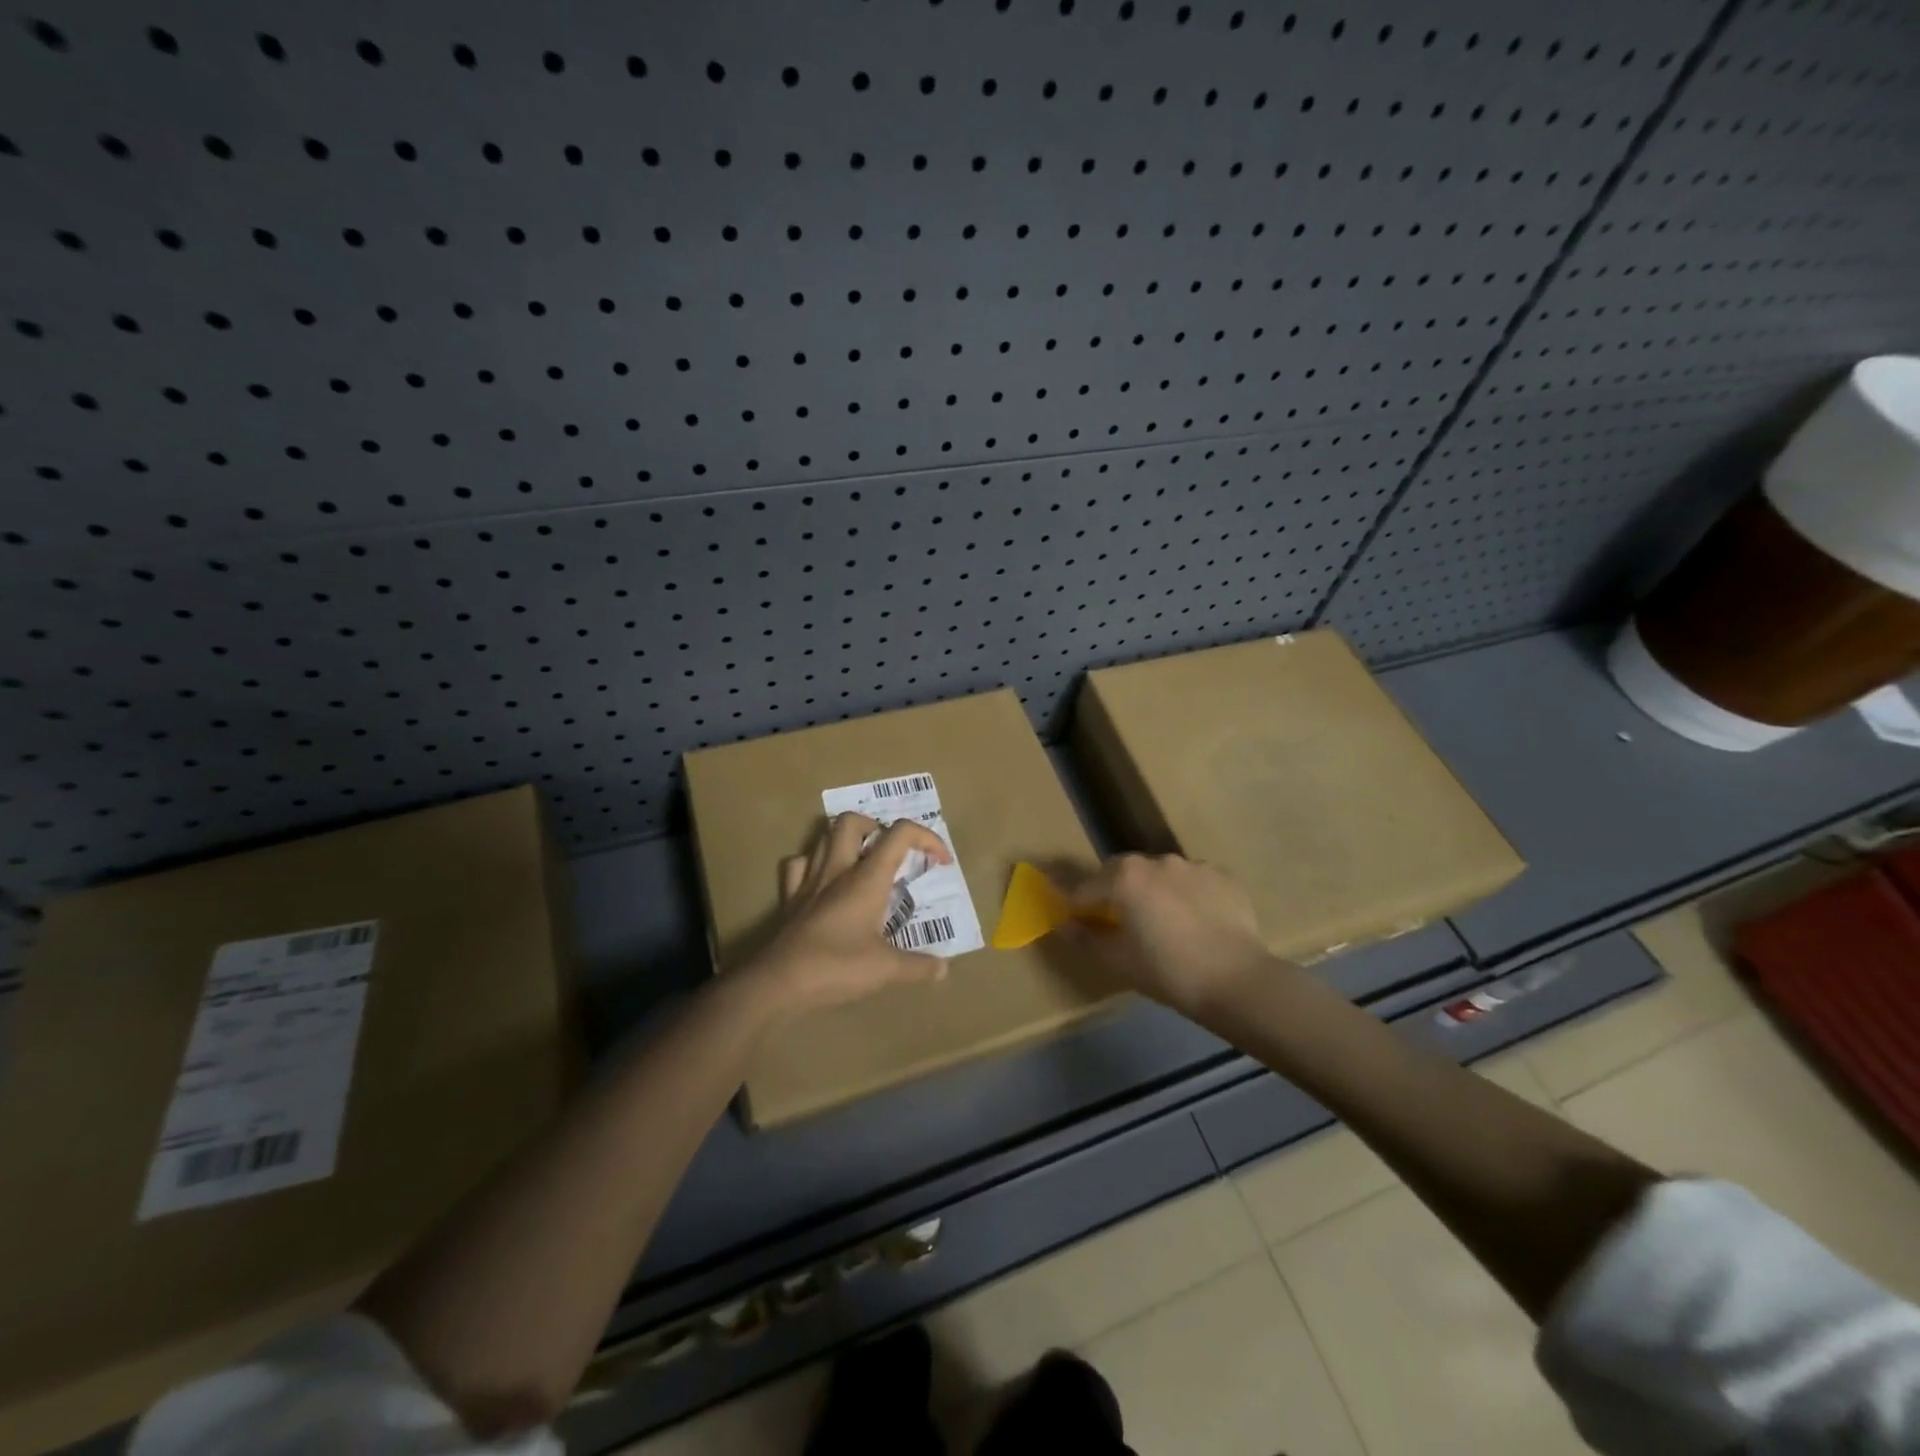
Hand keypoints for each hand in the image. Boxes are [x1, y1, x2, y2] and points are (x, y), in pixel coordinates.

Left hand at [741, 812, 954, 1015]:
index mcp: (867, 879)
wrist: (780, 983)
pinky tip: (823, 880)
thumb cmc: (837, 968)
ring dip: (846, 840)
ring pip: (824, 837)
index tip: (940, 861)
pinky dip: (814, 863)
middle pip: (853, 822)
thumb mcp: (885, 969)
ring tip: (862, 861)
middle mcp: (838, 870)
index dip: (927, 838)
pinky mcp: (790, 898)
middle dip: (877, 827)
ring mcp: (809, 881)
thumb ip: (918, 966)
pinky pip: (798, 864)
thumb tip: (943, 969)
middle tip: (891, 853)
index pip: (900, 834)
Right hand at [1064, 854, 1277, 1017]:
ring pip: (1161, 874)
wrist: (1238, 981)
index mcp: (1124, 877)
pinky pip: (1194, 882)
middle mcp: (1157, 861)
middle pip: (1122, 871)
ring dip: (1154, 891)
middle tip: (1121, 923)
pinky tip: (1197, 924)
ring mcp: (1193, 865)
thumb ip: (1085, 938)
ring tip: (1165, 924)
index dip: (1077, 907)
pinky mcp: (1223, 876)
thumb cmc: (1168, 972)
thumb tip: (1064, 924)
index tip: (1076, 923)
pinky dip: (1188, 896)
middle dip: (1114, 891)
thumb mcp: (1118, 961)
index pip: (1086, 888)